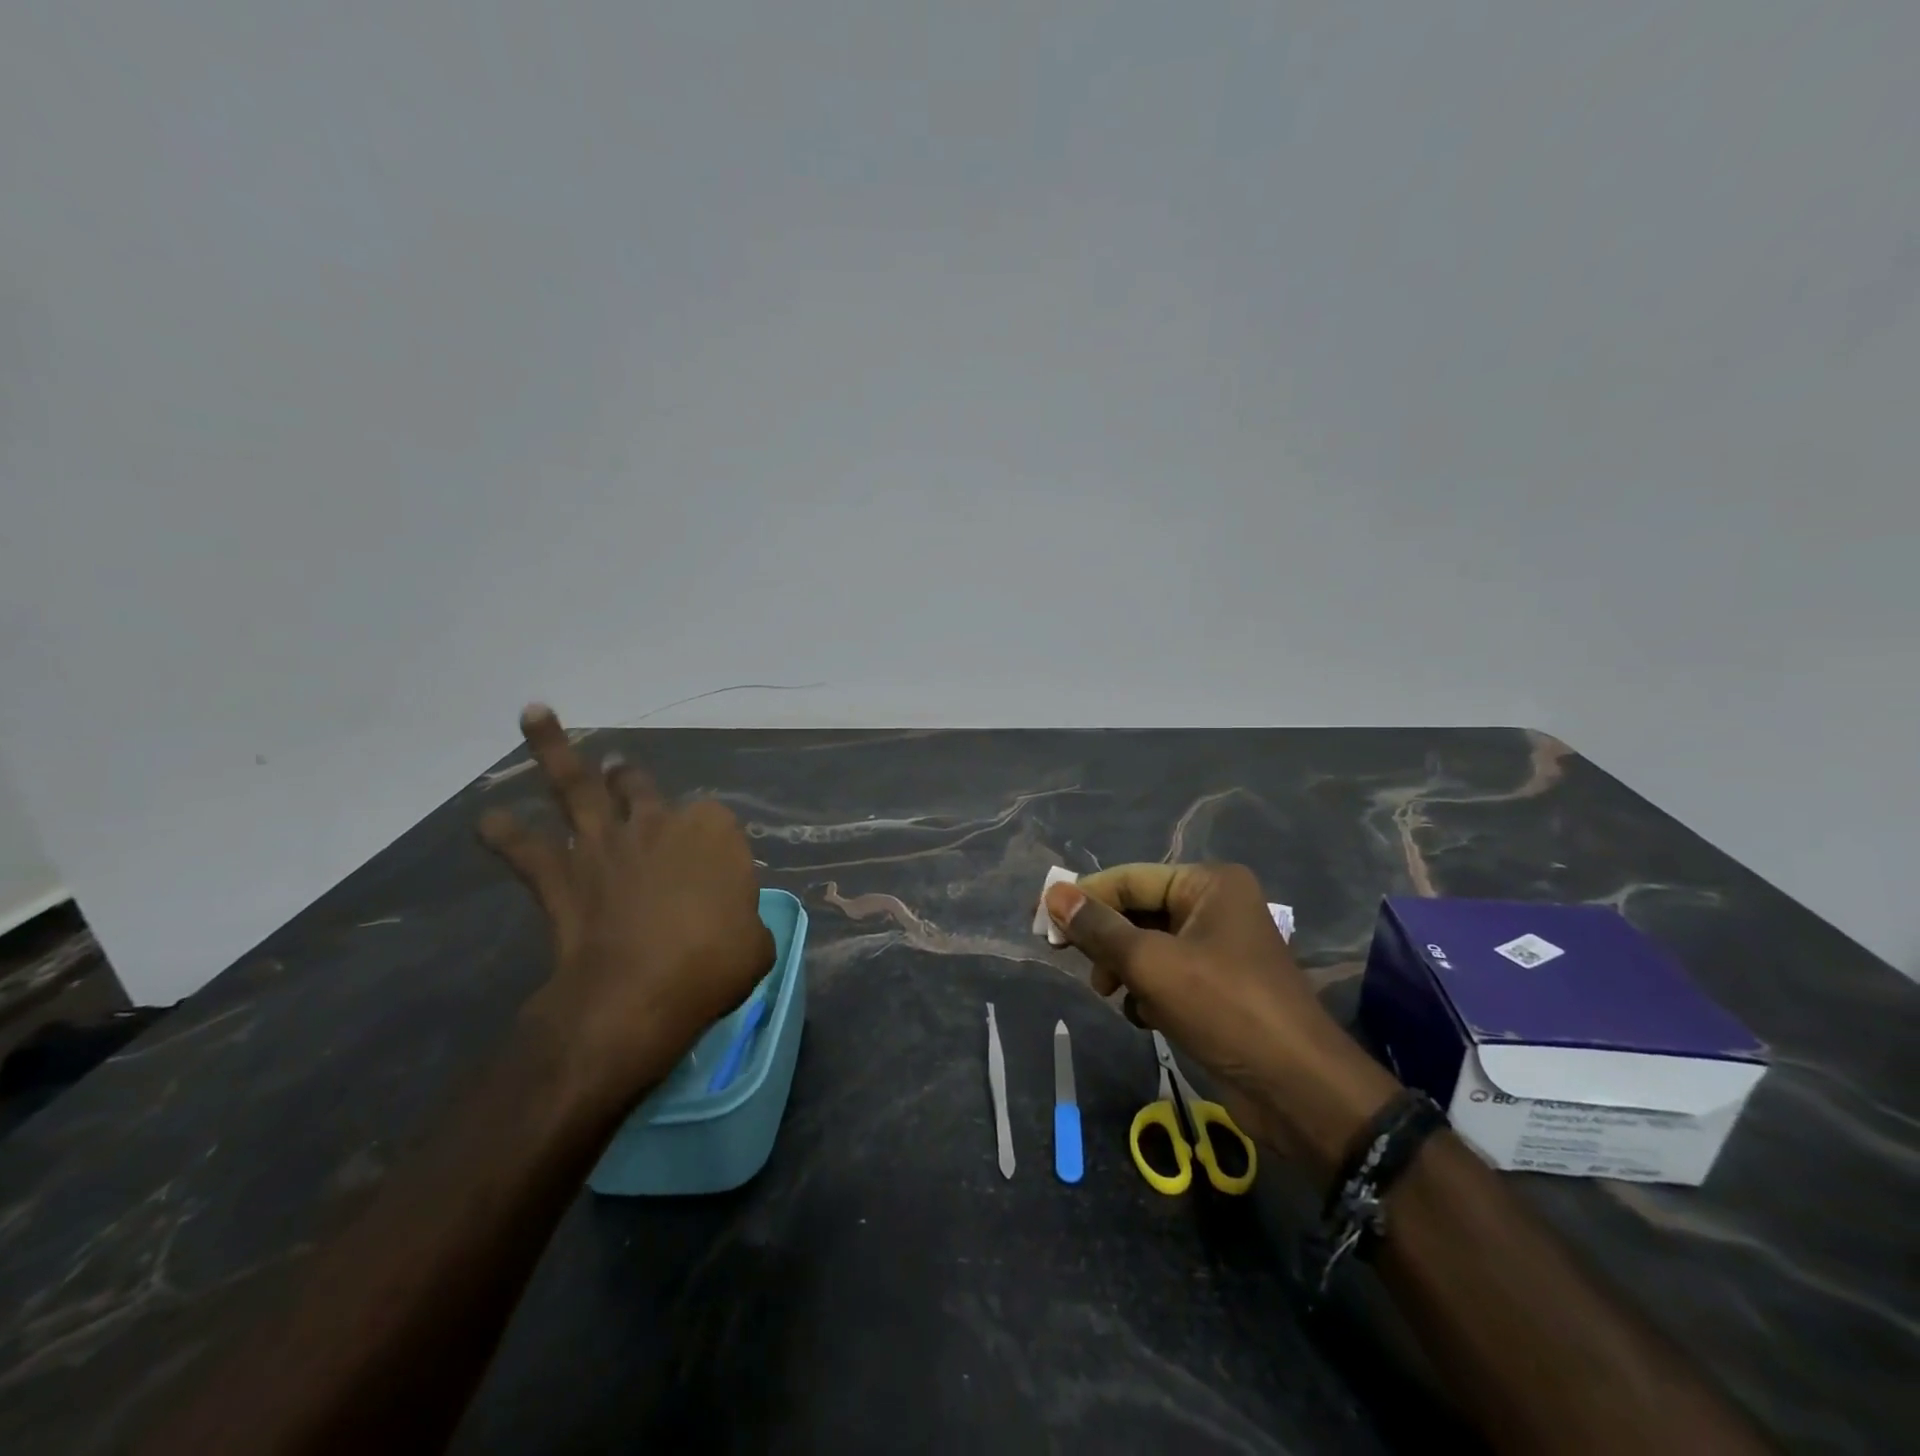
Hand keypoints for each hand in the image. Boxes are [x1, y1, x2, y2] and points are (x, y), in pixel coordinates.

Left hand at [479, 705, 773, 1112]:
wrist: (639, 992)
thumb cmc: (713, 963)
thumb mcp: (757, 944)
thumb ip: (746, 922)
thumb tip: (737, 926)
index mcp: (713, 832)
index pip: (715, 821)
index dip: (713, 843)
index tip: (714, 873)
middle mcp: (657, 825)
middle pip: (642, 791)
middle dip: (630, 778)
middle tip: (620, 769)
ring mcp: (605, 845)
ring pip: (577, 790)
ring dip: (554, 752)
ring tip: (535, 714)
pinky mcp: (562, 877)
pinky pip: (527, 851)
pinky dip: (505, 835)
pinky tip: (486, 820)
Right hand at [1045, 863, 1397, 1175]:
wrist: (1298, 1091)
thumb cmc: (1225, 1009)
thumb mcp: (1152, 964)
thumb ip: (1100, 929)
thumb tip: (1053, 894)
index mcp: (1209, 884)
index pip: (1130, 879)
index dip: (1084, 897)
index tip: (1041, 920)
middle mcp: (1216, 907)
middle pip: (1138, 911)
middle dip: (1107, 941)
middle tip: (1070, 960)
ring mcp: (1219, 949)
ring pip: (1148, 946)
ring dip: (1125, 970)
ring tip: (1111, 995)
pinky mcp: (1218, 987)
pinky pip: (1166, 975)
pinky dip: (1148, 993)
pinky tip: (1145, 1018)